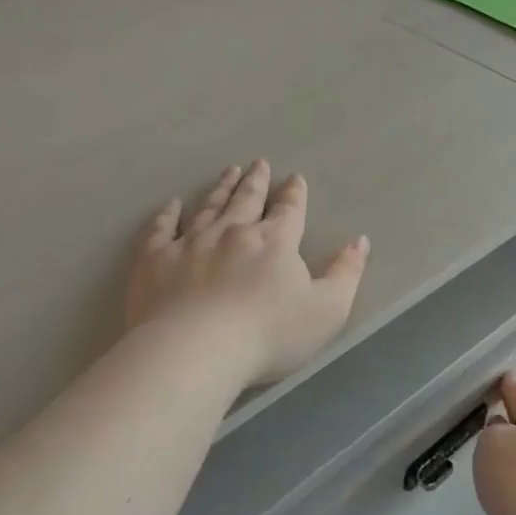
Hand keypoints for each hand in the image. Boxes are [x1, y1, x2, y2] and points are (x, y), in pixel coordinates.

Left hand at [127, 160, 369, 385]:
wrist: (196, 350)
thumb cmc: (268, 335)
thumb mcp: (327, 310)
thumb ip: (346, 273)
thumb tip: (359, 240)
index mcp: (275, 242)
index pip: (289, 210)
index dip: (294, 194)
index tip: (294, 179)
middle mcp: (233, 232)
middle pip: (247, 200)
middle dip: (256, 181)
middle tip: (258, 164)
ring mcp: (191, 243)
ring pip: (209, 207)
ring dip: (221, 189)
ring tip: (228, 172)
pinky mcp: (156, 260)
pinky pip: (162, 229)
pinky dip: (167, 214)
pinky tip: (171, 205)